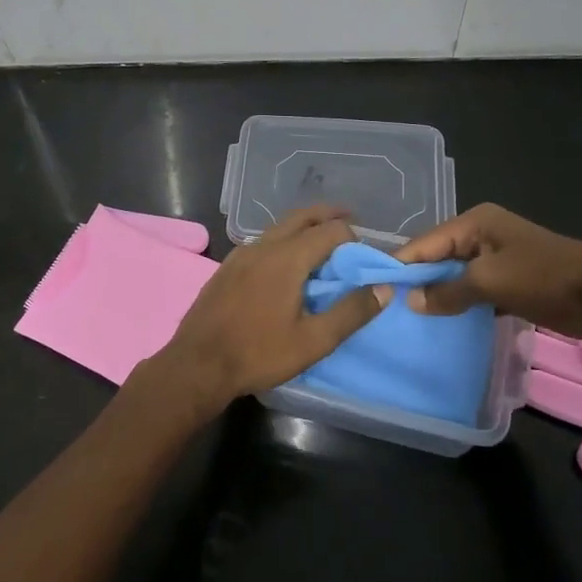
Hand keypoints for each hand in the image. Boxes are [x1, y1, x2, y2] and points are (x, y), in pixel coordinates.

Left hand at [156, 204, 385, 409]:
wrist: (197, 365)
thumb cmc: (258, 354)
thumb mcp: (313, 341)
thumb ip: (351, 312)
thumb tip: (384, 288)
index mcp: (287, 258)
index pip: (330, 230)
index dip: (353, 238)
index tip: (363, 257)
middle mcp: (263, 246)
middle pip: (302, 217)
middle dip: (328, 216)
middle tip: (350, 222)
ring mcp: (240, 255)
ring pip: (278, 228)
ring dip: (304, 228)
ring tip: (321, 245)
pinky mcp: (226, 268)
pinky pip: (261, 243)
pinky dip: (282, 242)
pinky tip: (284, 266)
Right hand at [395, 203, 581, 338]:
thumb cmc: (543, 277)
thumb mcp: (489, 282)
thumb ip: (447, 291)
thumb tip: (412, 302)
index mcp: (475, 222)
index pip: (425, 243)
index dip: (401, 266)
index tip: (373, 290)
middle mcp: (482, 235)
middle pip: (438, 258)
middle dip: (418, 282)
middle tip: (388, 309)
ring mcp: (496, 258)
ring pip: (455, 277)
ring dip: (439, 296)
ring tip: (409, 320)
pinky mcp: (509, 281)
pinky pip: (474, 291)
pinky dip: (460, 304)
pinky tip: (442, 324)